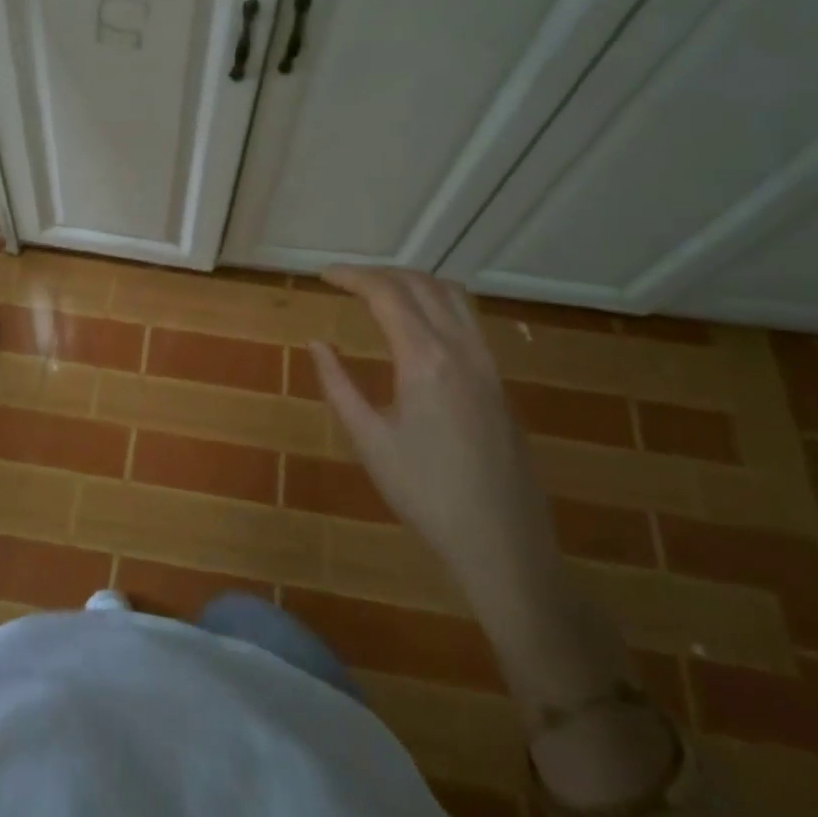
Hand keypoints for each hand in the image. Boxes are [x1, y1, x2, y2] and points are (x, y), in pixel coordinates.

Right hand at [312, 268, 563, 614]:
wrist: (502, 543)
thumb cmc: (425, 494)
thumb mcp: (369, 441)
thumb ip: (338, 384)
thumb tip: (315, 343)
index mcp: (424, 358)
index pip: (386, 293)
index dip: (352, 276)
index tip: (323, 275)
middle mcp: (460, 348)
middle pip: (420, 284)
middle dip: (379, 273)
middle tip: (345, 281)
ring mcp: (486, 363)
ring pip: (451, 295)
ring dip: (413, 282)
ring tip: (380, 292)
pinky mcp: (499, 381)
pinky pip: (468, 318)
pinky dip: (438, 302)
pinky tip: (419, 325)